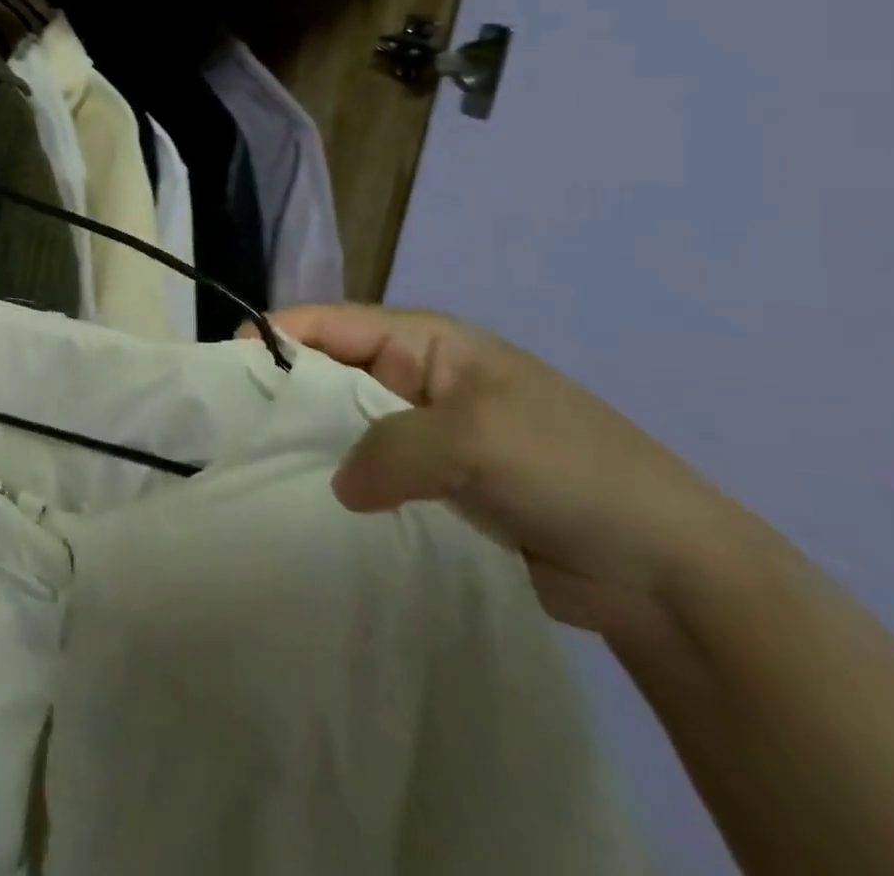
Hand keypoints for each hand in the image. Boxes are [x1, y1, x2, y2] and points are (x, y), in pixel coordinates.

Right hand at [261, 305, 751, 636]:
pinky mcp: (442, 482)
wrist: (666, 569)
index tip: (227, 362)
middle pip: (335, 369)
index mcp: (432, 342)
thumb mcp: (472, 442)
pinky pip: (375, 466)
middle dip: (287, 388)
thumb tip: (338, 483)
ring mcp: (433, 430)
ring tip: (259, 462)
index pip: (336, 323)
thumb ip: (388, 450)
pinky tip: (314, 499)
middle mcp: (424, 377)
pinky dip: (345, 476)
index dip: (280, 334)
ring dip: (313, 437)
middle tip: (232, 421)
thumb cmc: (567, 470)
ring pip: (350, 420)